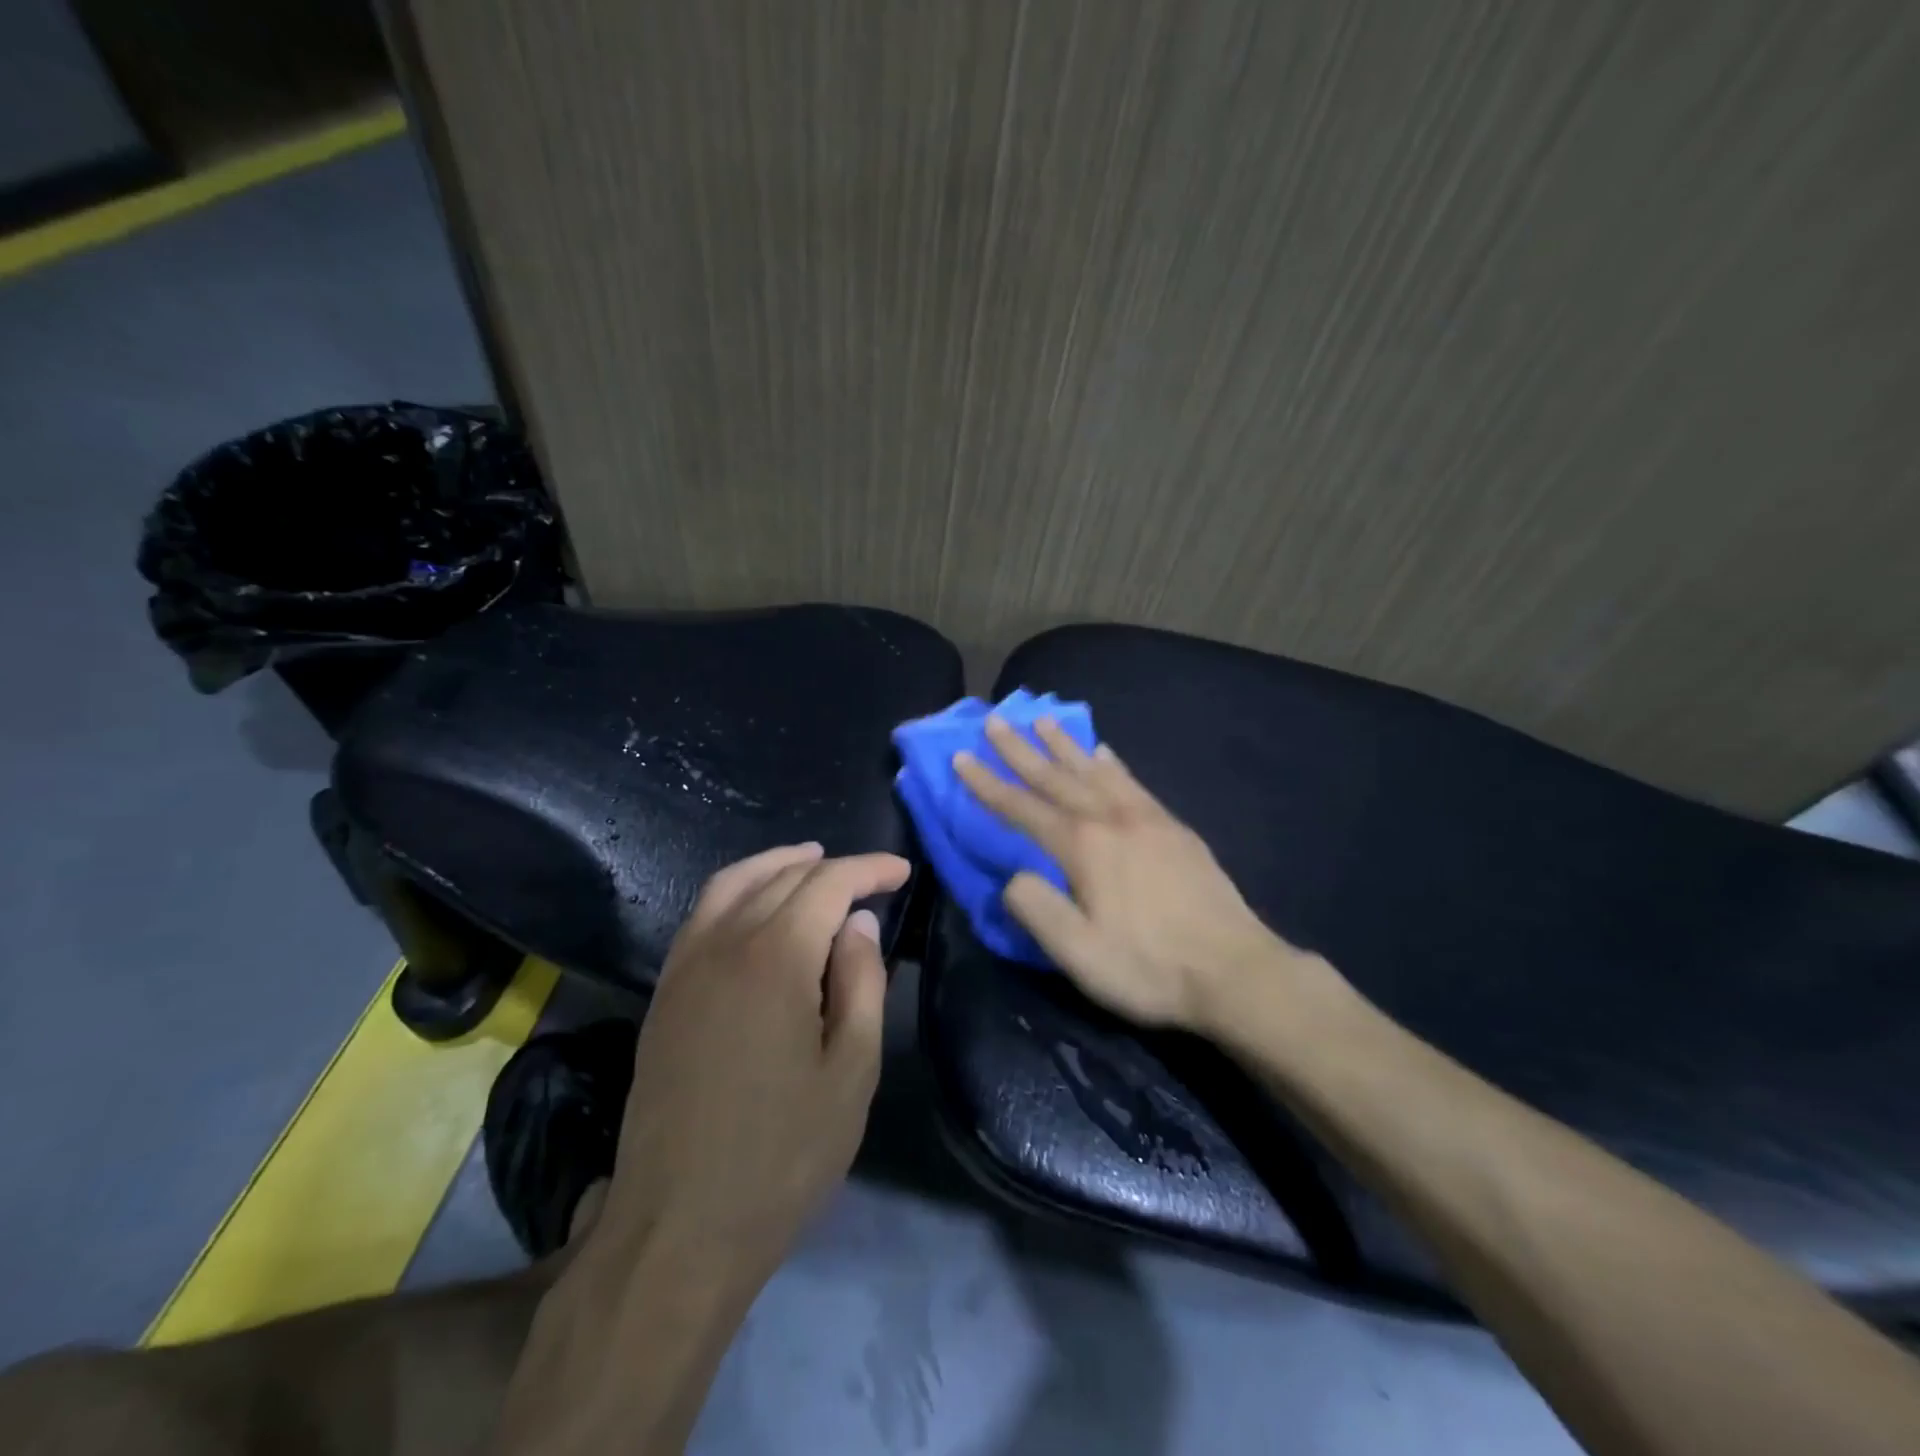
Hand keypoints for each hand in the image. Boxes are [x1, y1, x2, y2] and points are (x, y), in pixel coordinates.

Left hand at [592, 843, 908, 1285]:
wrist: (676, 1229)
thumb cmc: (782, 1156)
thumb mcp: (850, 1072)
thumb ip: (861, 983)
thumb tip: (858, 923)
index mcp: (775, 958)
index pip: (827, 884)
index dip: (868, 870)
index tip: (901, 871)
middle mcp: (723, 945)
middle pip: (781, 878)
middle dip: (831, 867)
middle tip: (871, 878)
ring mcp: (685, 968)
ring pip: (732, 885)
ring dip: (776, 865)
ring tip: (812, 862)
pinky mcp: (664, 994)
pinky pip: (702, 915)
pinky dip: (737, 891)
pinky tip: (758, 909)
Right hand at [954, 718, 1325, 1031]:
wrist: (1235, 971)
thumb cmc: (1150, 967)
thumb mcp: (1079, 954)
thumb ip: (1037, 910)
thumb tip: (1014, 877)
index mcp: (1083, 847)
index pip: (1022, 808)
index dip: (988, 784)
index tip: (961, 757)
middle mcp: (1111, 820)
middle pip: (1056, 777)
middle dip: (1021, 749)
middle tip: (995, 719)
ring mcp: (1147, 819)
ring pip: (1095, 771)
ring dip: (1064, 745)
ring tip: (1043, 720)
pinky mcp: (1175, 828)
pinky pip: (1133, 783)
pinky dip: (1112, 763)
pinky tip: (1104, 753)